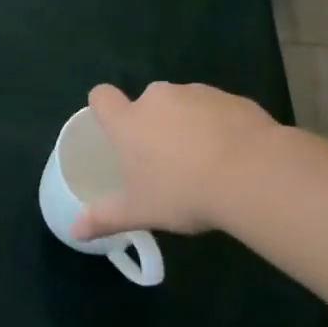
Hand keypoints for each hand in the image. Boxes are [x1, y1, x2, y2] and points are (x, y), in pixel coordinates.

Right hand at [72, 81, 277, 238]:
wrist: (253, 175)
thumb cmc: (183, 192)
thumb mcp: (139, 212)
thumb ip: (104, 218)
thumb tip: (74, 232)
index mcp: (129, 121)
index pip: (102, 97)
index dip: (103, 107)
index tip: (112, 126)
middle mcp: (159, 98)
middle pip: (147, 102)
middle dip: (153, 123)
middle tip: (165, 159)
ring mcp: (199, 94)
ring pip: (184, 104)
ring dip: (188, 124)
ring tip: (204, 161)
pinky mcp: (234, 99)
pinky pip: (218, 109)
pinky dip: (220, 126)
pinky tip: (233, 156)